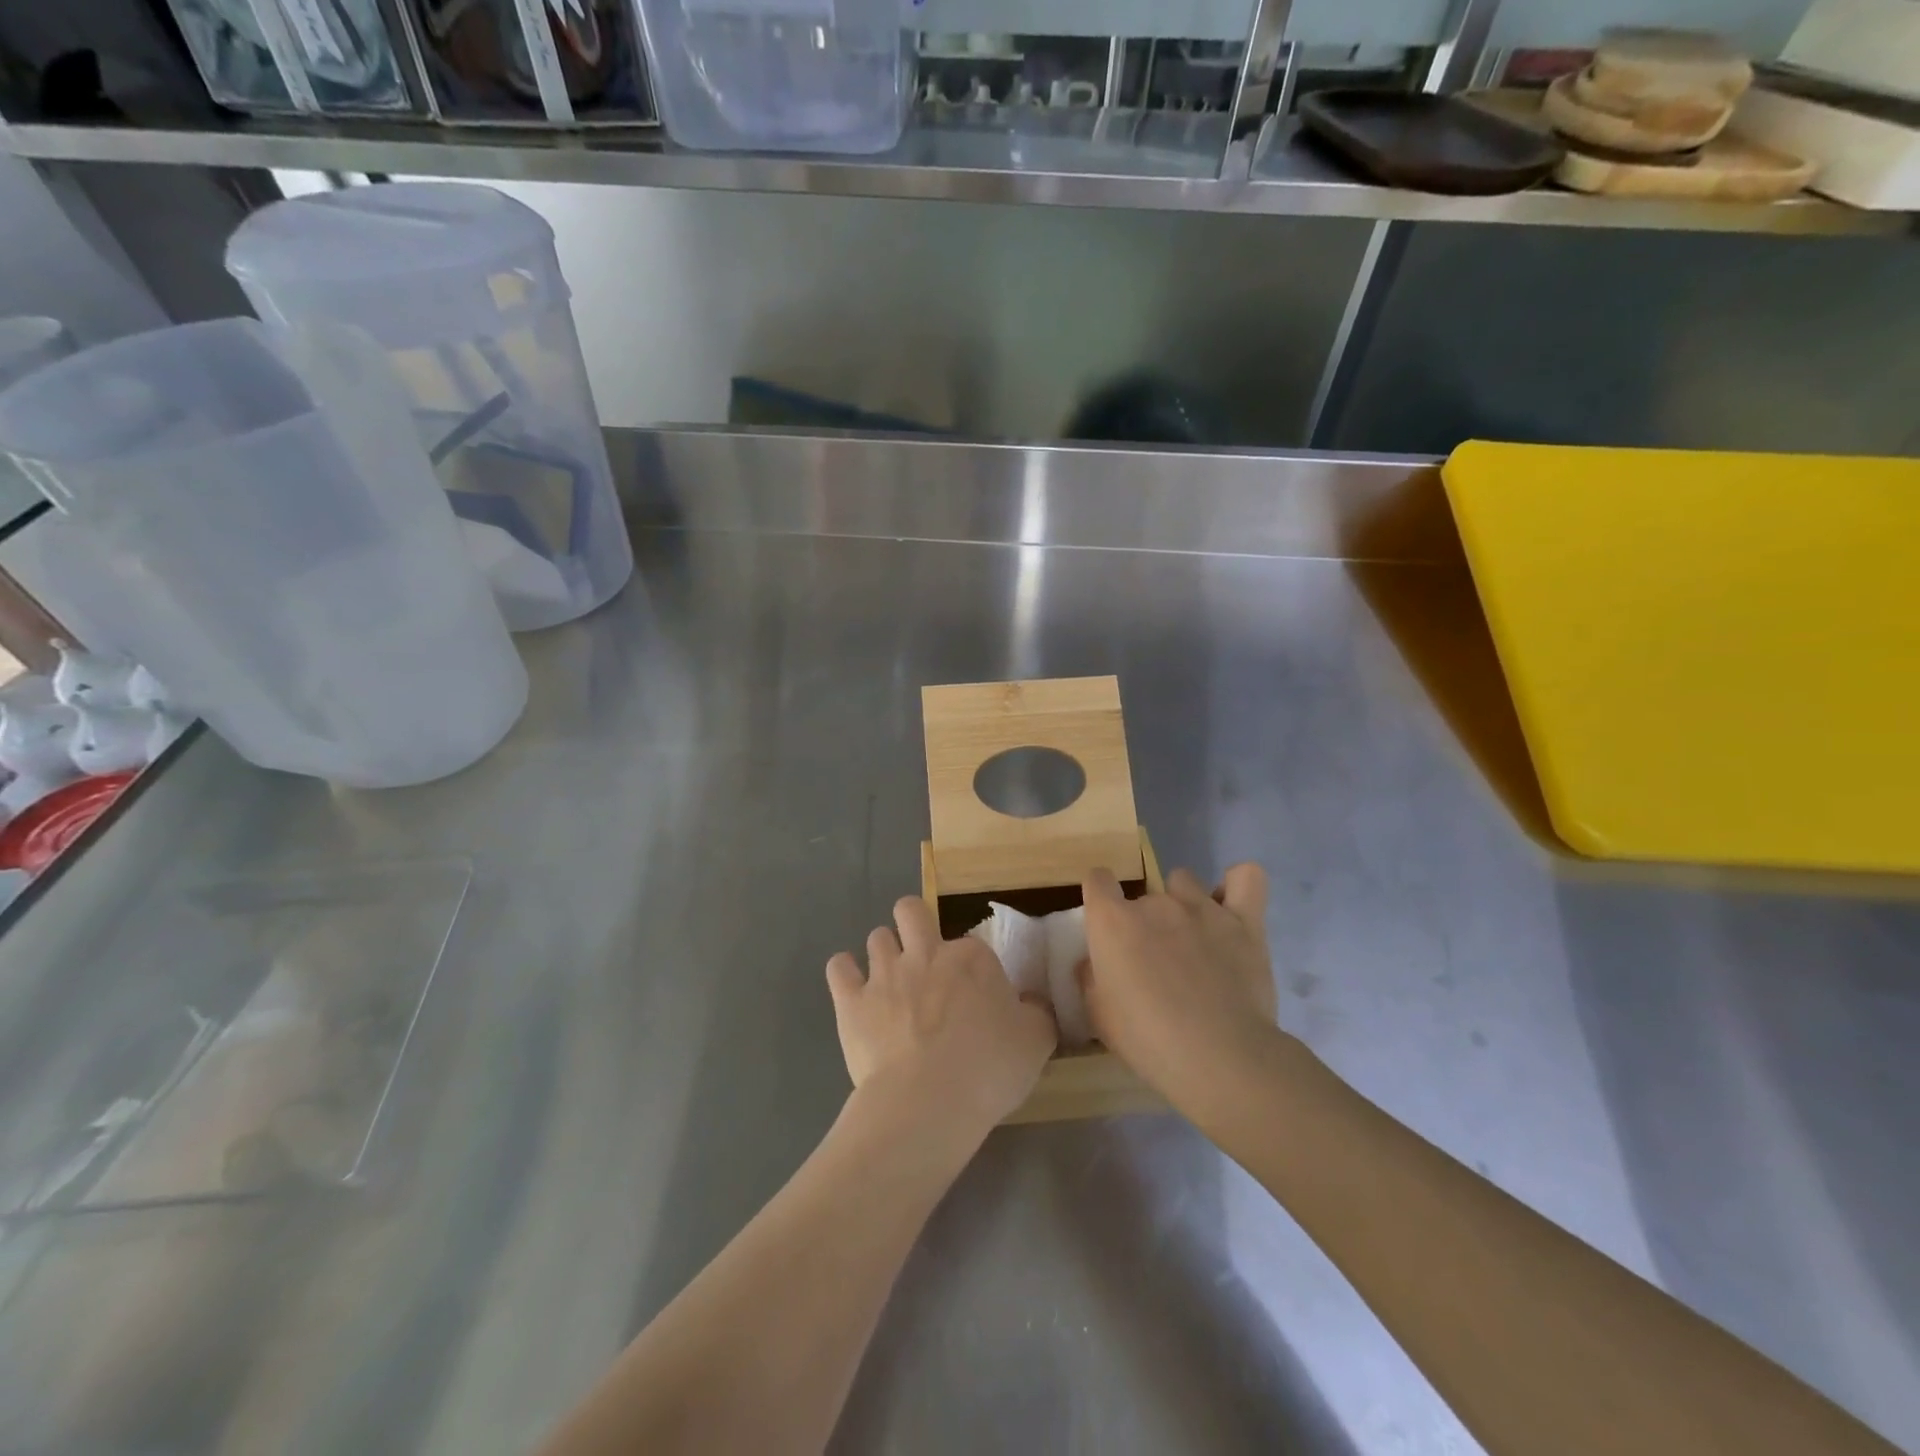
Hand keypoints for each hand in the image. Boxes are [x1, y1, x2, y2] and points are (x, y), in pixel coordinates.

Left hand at [826, 897, 1057, 1140]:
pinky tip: (851, 988)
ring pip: (876, 937)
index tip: (975, 998)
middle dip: (913, 922)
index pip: (971, 946)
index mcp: (971, 959)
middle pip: (910, 911)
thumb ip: (1036, 1013)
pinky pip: (838, 968)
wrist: (927, 1102)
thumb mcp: (1037, 1042)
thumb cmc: (989, 1069)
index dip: (971, 969)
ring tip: (889, 982)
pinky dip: (844, 973)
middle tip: (921, 956)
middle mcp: (925, 954)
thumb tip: (1031, 1003)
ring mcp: (884, 974)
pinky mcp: (851, 1001)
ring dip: (883, 953)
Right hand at [1078, 863, 1279, 1104]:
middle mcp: (1155, 903)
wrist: (1219, 1057)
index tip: (1106, 927)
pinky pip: (1245, 879)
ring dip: (1182, 904)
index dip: (1100, 898)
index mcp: (1113, 921)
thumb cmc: (1148, 1040)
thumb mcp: (1099, 1016)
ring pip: (1184, 882)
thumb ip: (1091, 977)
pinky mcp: (1244, 921)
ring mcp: (1202, 907)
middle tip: (1155, 962)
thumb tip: (1093, 962)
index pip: (1097, 879)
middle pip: (1143, 894)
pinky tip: (1230, 908)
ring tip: (1193, 939)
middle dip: (1145, 921)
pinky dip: (1236, 886)